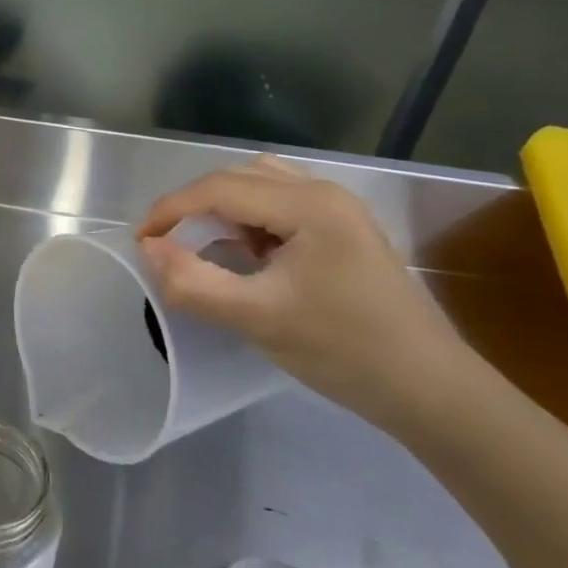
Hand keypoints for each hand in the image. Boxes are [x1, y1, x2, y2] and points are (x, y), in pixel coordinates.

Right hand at [136, 157, 473, 426]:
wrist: (428, 388)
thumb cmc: (342, 350)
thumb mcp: (256, 318)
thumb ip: (194, 282)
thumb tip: (149, 250)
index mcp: (308, 205)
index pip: (219, 188)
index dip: (170, 209)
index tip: (139, 241)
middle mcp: (324, 193)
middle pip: (239, 178)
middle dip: (194, 206)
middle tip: (166, 244)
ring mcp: (339, 211)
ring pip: (260, 187)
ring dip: (223, 210)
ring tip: (206, 246)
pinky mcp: (344, 232)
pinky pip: (281, 206)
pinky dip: (250, 221)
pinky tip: (248, 255)